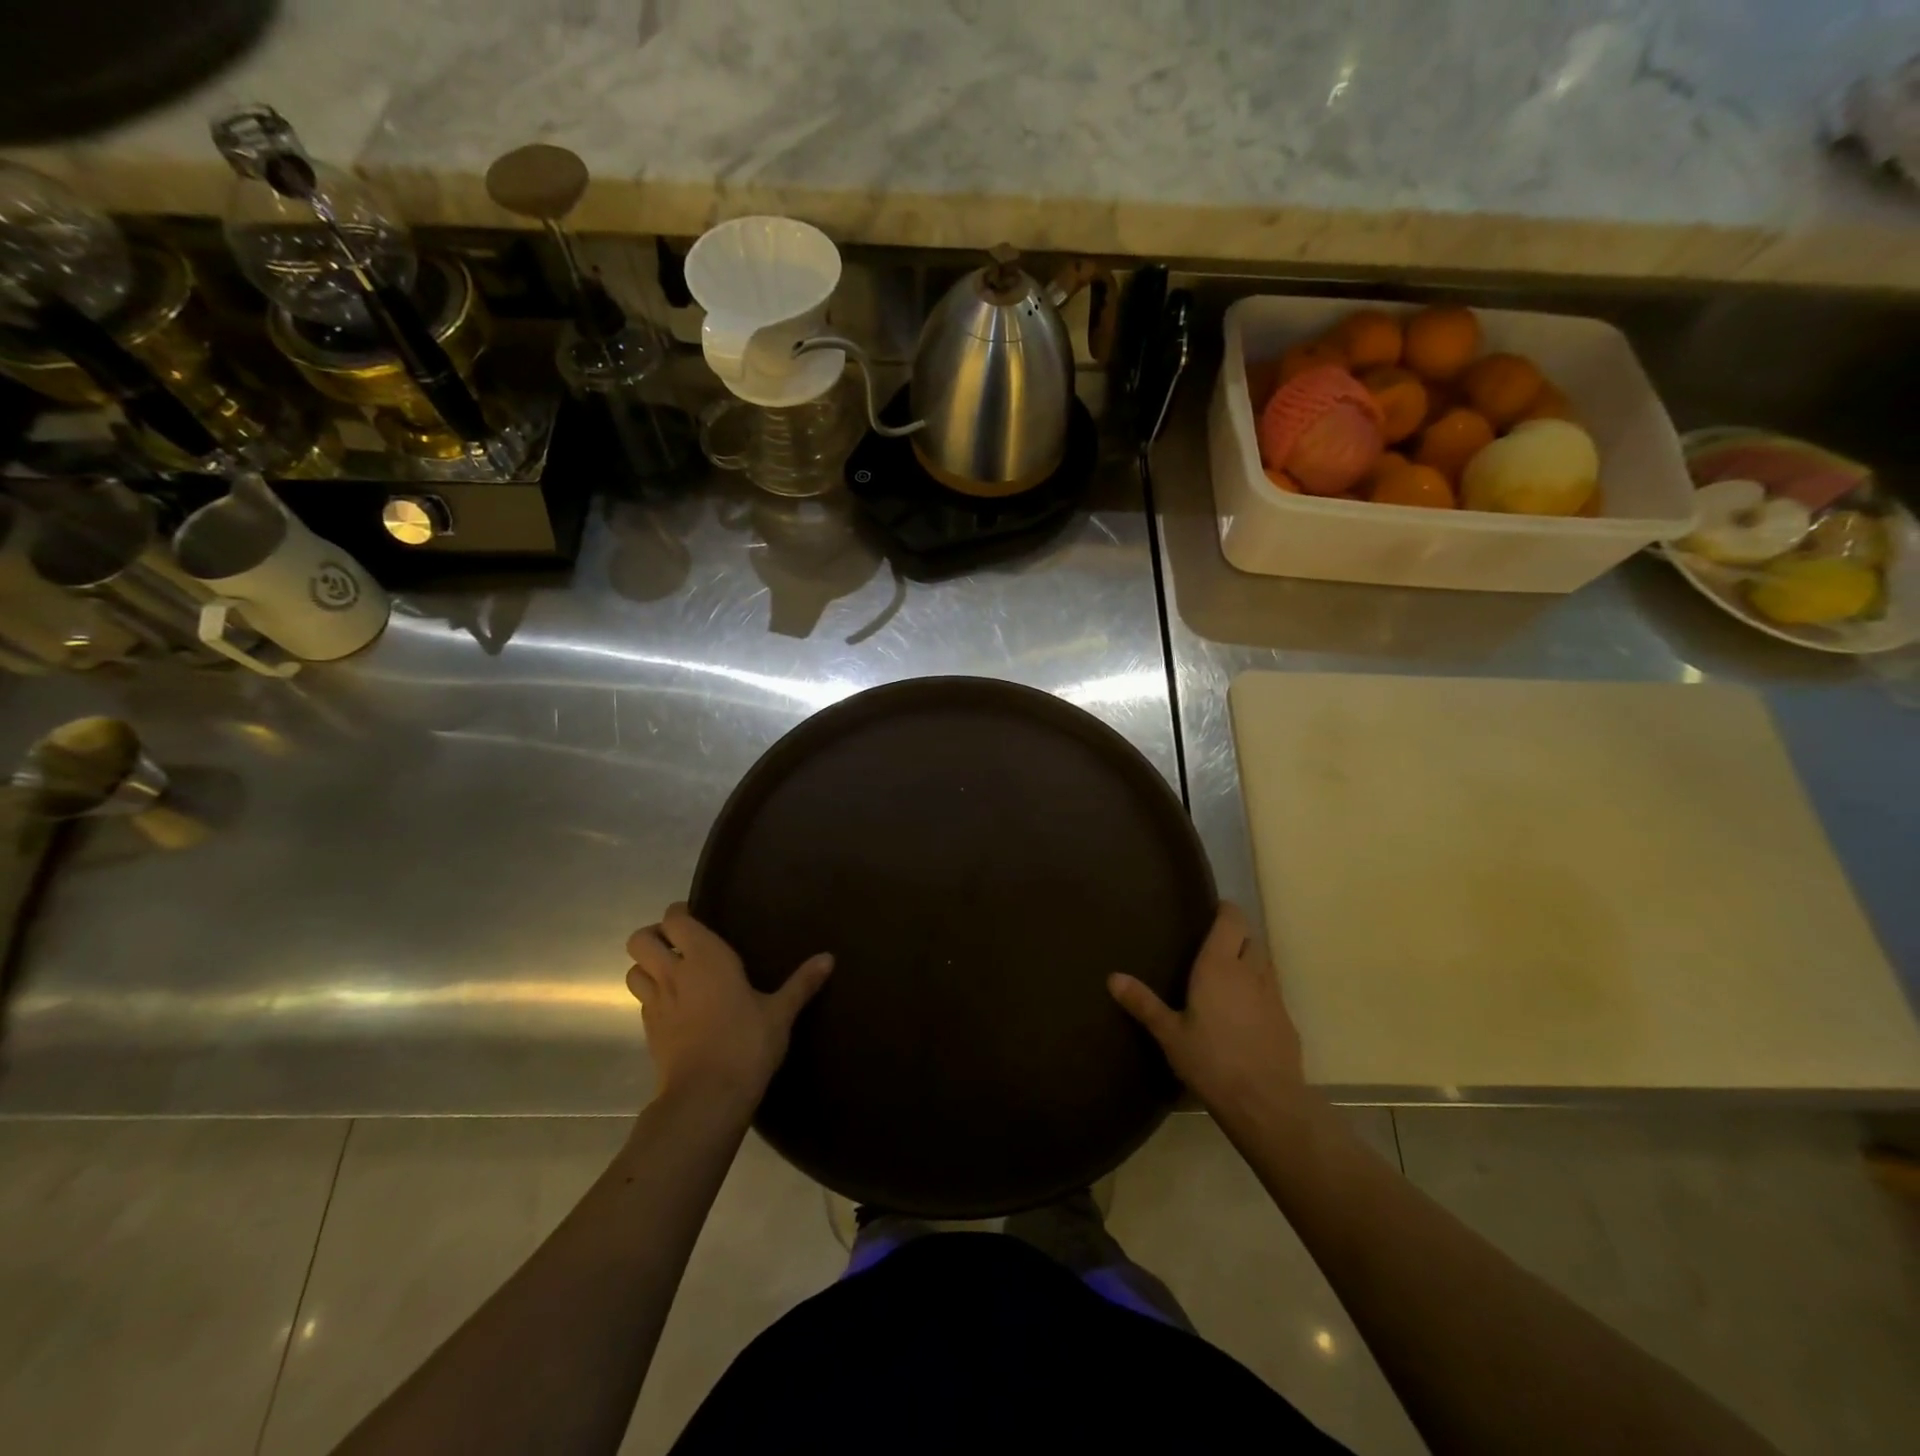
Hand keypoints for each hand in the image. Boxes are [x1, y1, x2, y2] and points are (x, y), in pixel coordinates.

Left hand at [626, 903, 832, 1111]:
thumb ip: (802, 983)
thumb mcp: (780, 1013)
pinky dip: (653, 997)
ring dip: (647, 967)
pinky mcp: (649, 1032)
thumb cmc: (746, 1043)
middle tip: (678, 945)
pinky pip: (642, 1002)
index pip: (675, 919)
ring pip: (632, 971)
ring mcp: (656, 1003)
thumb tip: (829, 958)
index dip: (680, 914)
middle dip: (654, 936)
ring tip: (672, 974)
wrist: (707, 1096)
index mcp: (705, 957)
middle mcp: (673, 973)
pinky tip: (676, 1008)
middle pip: (640, 940)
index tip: (696, 917)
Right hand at [1108, 902, 1305, 1126]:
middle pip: (1251, 939)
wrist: (1266, 1103)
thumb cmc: (1211, 1061)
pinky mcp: (1287, 1021)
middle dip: (1236, 937)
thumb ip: (1143, 1003)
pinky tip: (1245, 1015)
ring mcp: (1273, 996)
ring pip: (1264, 964)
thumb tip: (1112, 977)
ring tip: (1227, 978)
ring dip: (1250, 963)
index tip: (1211, 911)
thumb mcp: (1169, 1034)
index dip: (1225, 911)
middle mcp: (1250, 972)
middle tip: (1212, 948)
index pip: (1232, 920)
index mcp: (1219, 966)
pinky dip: (1259, 993)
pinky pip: (1272, 993)